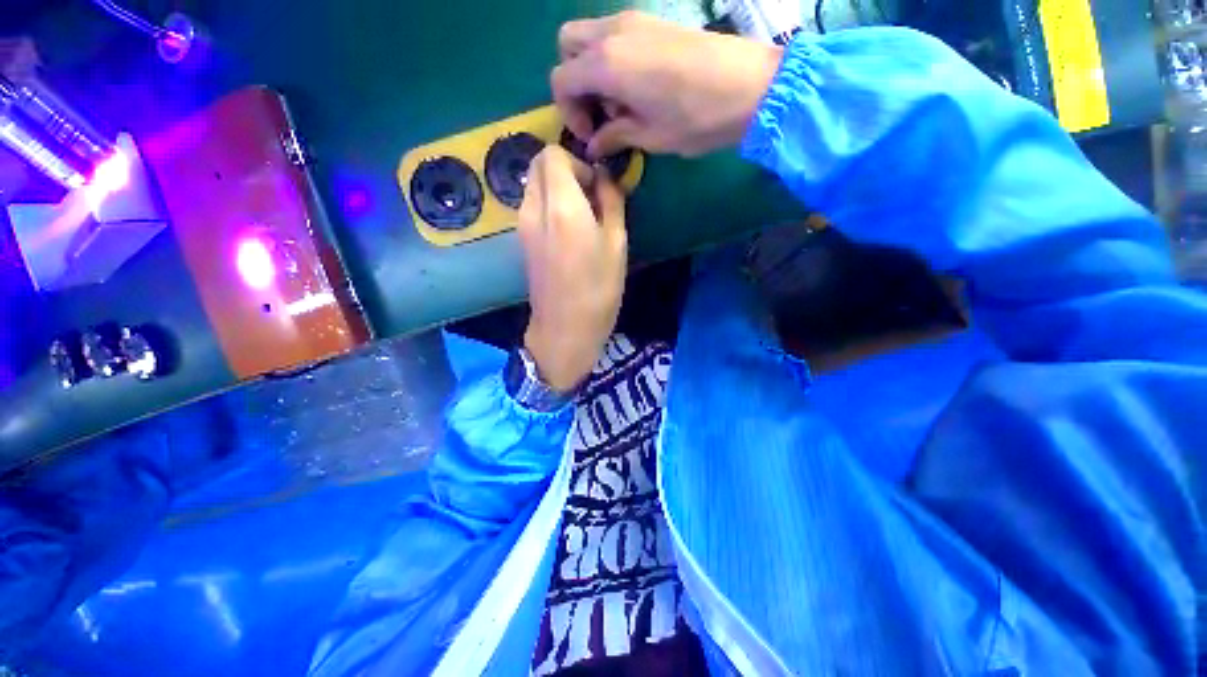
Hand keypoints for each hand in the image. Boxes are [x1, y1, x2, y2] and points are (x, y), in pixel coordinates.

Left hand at [519, 146, 626, 392]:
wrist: (564, 329)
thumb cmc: (598, 289)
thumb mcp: (617, 243)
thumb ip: (612, 202)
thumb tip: (604, 179)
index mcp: (560, 205)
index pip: (553, 154)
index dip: (578, 163)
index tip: (596, 187)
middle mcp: (534, 208)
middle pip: (539, 166)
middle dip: (566, 171)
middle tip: (591, 199)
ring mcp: (523, 226)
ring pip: (535, 187)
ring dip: (558, 190)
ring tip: (583, 219)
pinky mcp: (522, 242)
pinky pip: (533, 207)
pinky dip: (550, 207)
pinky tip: (569, 234)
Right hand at [552, 11, 783, 157]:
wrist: (751, 86)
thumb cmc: (696, 118)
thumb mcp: (650, 136)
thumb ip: (615, 135)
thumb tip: (595, 145)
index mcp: (606, 64)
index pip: (561, 79)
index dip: (569, 112)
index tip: (591, 135)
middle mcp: (613, 33)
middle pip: (568, 46)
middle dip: (574, 82)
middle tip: (599, 113)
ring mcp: (635, 21)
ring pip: (591, 37)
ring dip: (593, 70)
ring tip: (621, 104)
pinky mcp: (654, 22)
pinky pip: (616, 36)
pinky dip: (613, 59)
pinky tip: (638, 87)